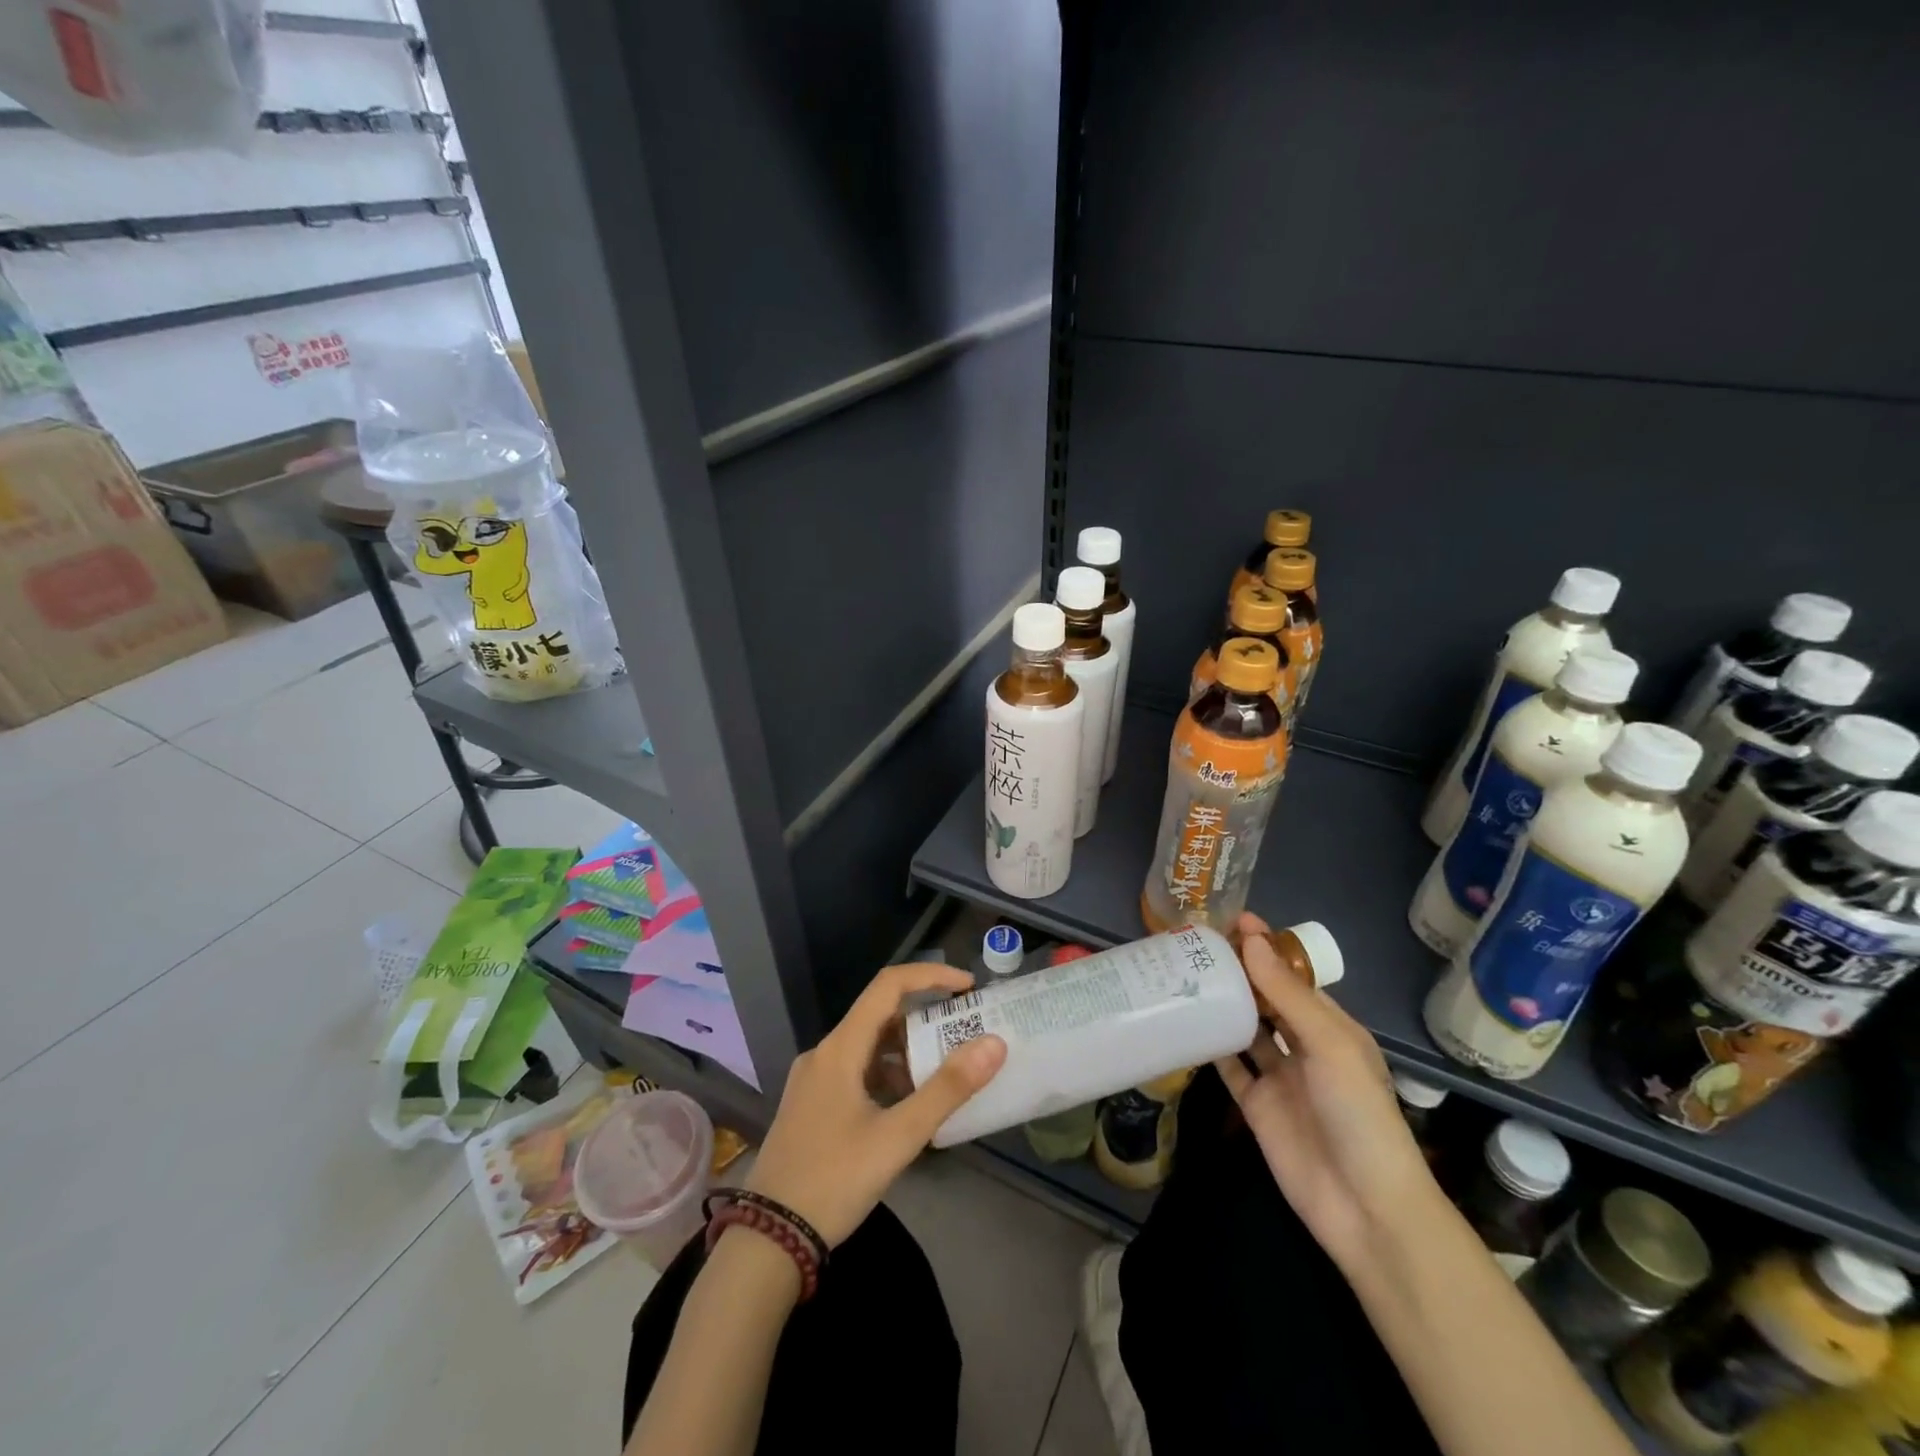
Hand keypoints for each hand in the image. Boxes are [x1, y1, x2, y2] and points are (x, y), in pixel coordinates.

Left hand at [745, 963, 1006, 1245]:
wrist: (767, 1241)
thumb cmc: (834, 1181)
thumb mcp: (898, 1137)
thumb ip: (947, 1089)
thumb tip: (993, 1043)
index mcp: (840, 1048)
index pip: (889, 985)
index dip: (931, 977)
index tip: (968, 988)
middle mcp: (824, 1053)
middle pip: (880, 1015)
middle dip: (925, 1018)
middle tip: (965, 1032)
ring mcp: (813, 1080)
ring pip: (869, 1046)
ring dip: (907, 1051)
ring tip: (945, 1073)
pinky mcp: (811, 1105)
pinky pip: (856, 1071)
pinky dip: (887, 1075)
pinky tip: (908, 1106)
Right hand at [1214, 913, 1436, 1270]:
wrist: (1364, 1207)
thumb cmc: (1358, 1114)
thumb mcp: (1329, 1045)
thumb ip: (1287, 994)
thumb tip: (1250, 939)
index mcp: (1331, 1027)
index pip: (1293, 978)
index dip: (1265, 950)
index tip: (1231, 920)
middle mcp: (1303, 1047)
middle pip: (1266, 1000)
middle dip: (1238, 972)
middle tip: (1195, 943)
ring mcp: (1279, 1077)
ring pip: (1244, 1029)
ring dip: (1221, 1004)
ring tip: (1181, 972)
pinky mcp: (1256, 1105)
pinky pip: (1229, 1067)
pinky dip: (1209, 1045)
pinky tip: (1182, 1022)